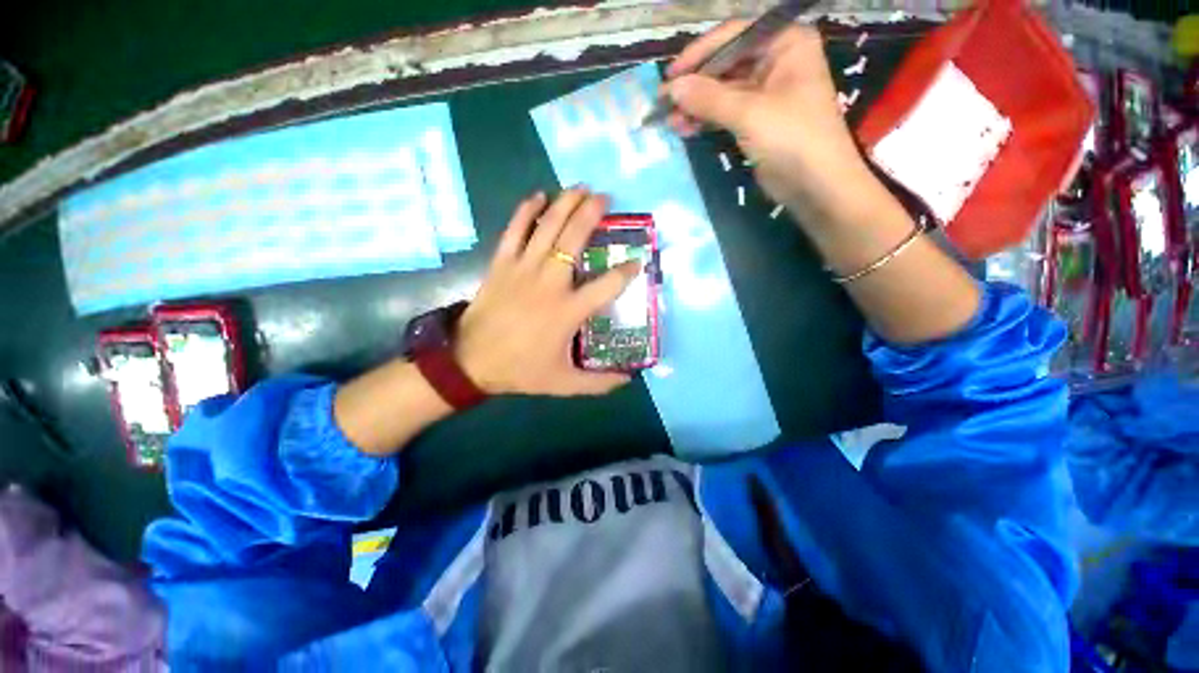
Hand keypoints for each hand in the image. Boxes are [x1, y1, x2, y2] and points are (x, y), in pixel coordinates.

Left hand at [455, 189, 640, 396]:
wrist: (471, 361)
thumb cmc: (520, 370)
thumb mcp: (564, 383)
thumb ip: (598, 384)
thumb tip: (628, 380)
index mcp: (569, 311)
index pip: (608, 285)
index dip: (627, 271)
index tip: (637, 261)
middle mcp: (550, 283)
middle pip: (574, 239)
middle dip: (592, 214)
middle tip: (606, 198)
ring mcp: (523, 269)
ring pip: (548, 228)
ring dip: (565, 204)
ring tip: (580, 188)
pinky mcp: (502, 264)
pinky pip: (514, 230)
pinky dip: (526, 211)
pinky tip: (538, 195)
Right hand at [665, 22, 884, 227]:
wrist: (816, 185)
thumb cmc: (792, 138)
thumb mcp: (749, 113)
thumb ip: (708, 98)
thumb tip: (672, 89)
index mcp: (785, 43)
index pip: (734, 35)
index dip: (700, 54)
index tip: (671, 75)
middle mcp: (776, 61)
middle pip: (726, 64)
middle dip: (695, 84)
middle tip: (664, 102)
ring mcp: (766, 93)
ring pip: (722, 92)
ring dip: (696, 106)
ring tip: (669, 121)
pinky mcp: (757, 121)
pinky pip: (725, 113)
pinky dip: (705, 120)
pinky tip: (684, 129)